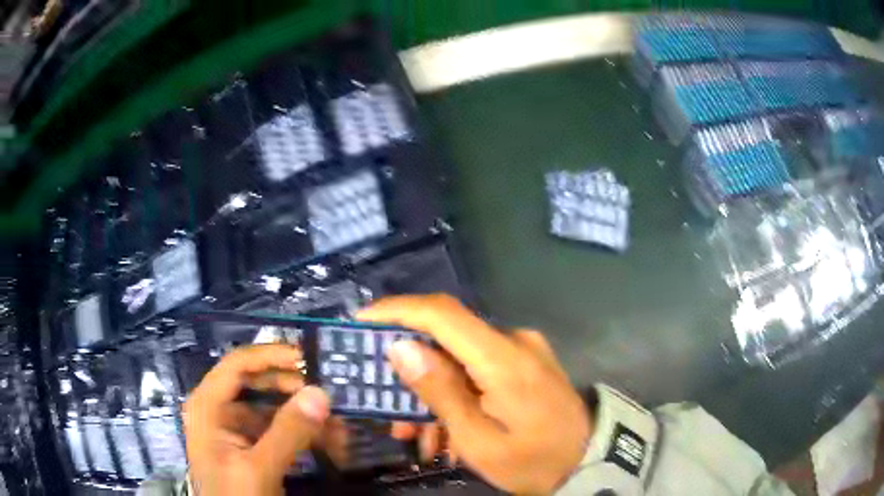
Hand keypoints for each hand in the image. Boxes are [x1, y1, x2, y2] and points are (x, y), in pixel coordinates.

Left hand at [183, 345, 330, 495]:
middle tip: (330, 393)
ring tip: (338, 423)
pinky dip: (304, 434)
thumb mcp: (258, 468)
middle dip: (295, 390)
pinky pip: (280, 431)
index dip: (272, 356)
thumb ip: (287, 432)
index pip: (238, 365)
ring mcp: (236, 429)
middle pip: (258, 384)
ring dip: (305, 415)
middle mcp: (219, 410)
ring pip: (273, 409)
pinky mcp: (252, 447)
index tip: (309, 358)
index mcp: (208, 406)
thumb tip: (321, 393)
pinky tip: (329, 442)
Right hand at [358, 295, 591, 493]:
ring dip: (433, 390)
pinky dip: (457, 392)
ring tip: (415, 433)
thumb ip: (440, 391)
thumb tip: (400, 346)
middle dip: (410, 370)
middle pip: (446, 339)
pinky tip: (446, 428)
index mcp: (504, 358)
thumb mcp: (478, 440)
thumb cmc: (532, 461)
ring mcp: (523, 350)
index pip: (441, 313)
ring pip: (459, 358)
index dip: (396, 310)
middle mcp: (514, 341)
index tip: (361, 322)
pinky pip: (478, 368)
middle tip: (387, 407)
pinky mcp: (525, 362)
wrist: (587, 461)